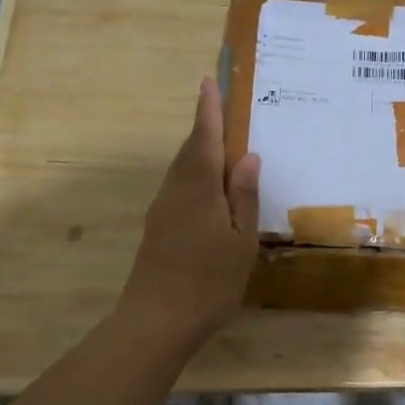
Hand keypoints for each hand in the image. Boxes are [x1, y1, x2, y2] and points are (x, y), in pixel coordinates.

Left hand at [121, 78, 261, 343]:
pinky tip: (208, 188)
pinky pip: (178, 187)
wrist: (156, 322)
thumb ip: (244, 196)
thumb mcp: (241, 240)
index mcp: (199, 189)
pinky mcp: (157, 228)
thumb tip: (248, 156)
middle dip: (204, 127)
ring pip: (181, 169)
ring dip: (198, 150)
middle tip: (220, 107)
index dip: (208, 110)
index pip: (205, 139)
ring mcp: (162, 210)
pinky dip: (194, 174)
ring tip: (220, 143)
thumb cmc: (209, 281)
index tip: (209, 82)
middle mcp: (175, 191)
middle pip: (190, 150)